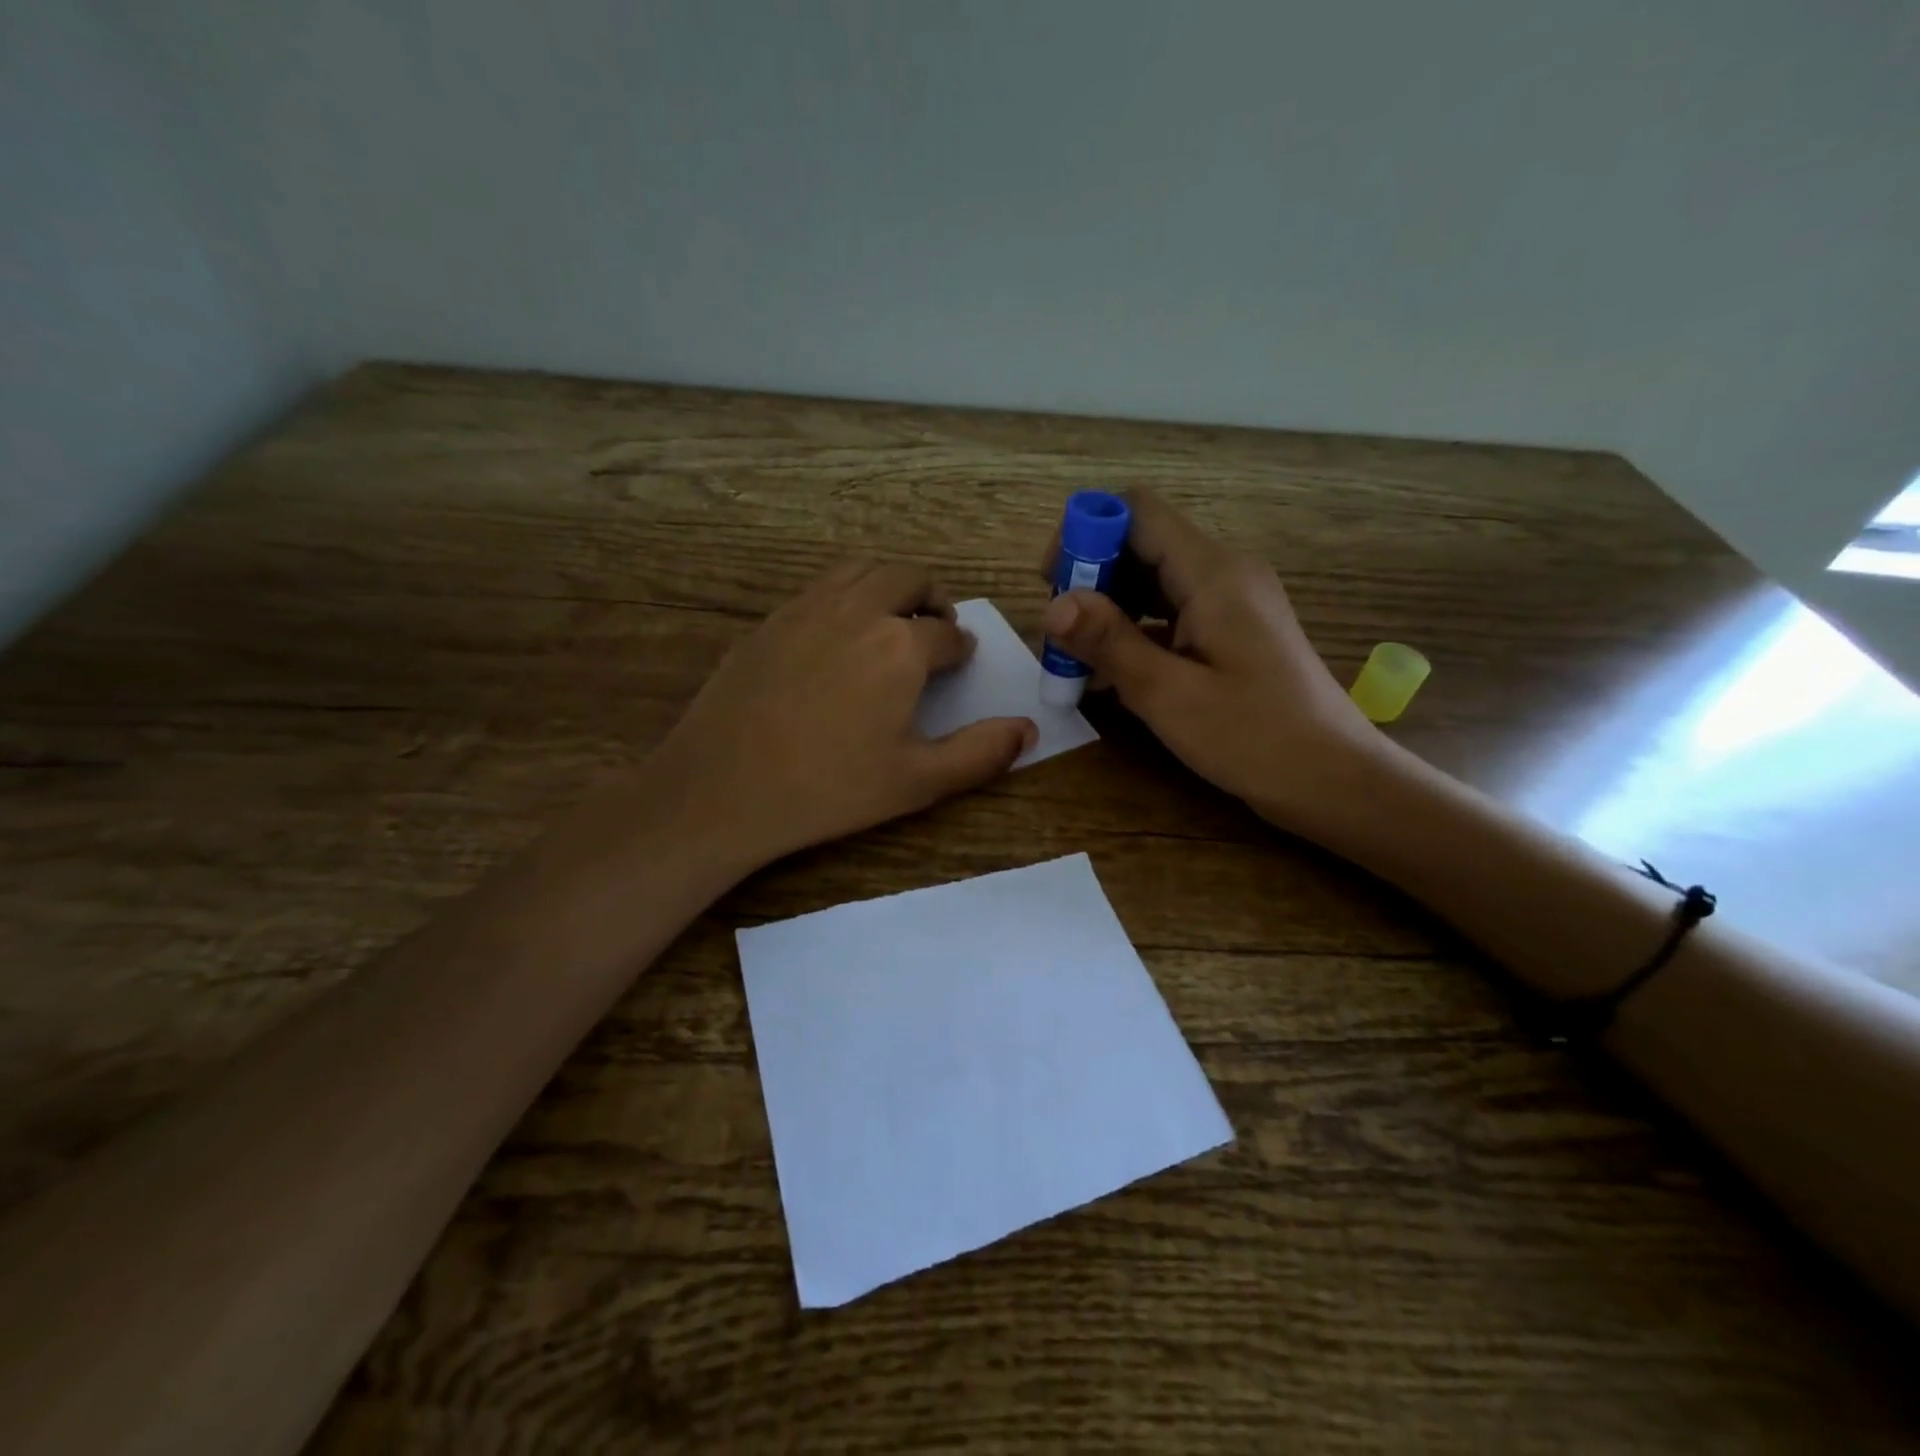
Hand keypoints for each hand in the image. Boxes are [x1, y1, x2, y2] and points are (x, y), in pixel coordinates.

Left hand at [647, 561, 1036, 869]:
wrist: (722, 789)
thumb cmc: (829, 789)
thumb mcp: (917, 782)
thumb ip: (980, 753)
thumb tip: (1028, 728)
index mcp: (900, 646)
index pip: (947, 632)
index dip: (961, 647)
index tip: (960, 660)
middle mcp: (857, 610)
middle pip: (908, 577)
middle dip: (931, 599)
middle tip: (934, 630)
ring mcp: (806, 608)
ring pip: (861, 570)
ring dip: (888, 587)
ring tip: (891, 623)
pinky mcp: (768, 620)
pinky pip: (819, 588)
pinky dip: (845, 596)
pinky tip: (837, 638)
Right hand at [1037, 490, 1381, 831]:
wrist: (1332, 778)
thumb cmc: (1254, 737)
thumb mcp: (1169, 694)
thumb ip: (1110, 643)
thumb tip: (1052, 605)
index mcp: (1212, 572)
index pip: (1137, 511)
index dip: (1086, 532)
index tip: (1052, 583)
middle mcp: (1223, 572)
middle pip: (1141, 543)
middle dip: (1091, 577)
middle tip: (1060, 633)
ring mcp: (1230, 602)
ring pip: (1152, 581)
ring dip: (1109, 609)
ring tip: (1076, 658)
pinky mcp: (1231, 632)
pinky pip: (1171, 613)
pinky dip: (1135, 632)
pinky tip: (1109, 674)